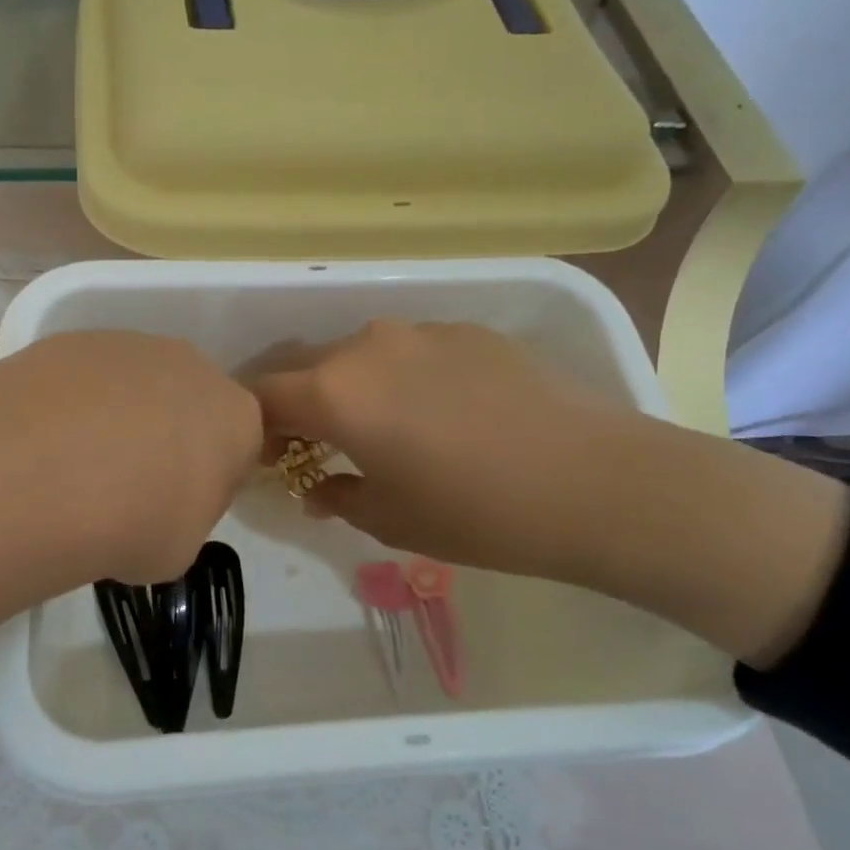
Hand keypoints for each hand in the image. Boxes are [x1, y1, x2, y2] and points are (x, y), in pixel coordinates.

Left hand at [0, 331, 261, 657]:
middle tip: (126, 484)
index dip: (209, 478)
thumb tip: (159, 505)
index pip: (239, 445)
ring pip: (137, 383)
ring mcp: (132, 344)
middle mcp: (193, 367)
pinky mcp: (75, 338)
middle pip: (189, 402)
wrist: (43, 473)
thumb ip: (185, 516)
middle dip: (166, 436)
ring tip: (74, 463)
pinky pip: (87, 376)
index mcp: (237, 418)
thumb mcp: (179, 548)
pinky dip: (74, 403)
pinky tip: (43, 439)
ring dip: (118, 415)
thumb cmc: (132, 523)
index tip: (176, 507)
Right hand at [251, 320, 618, 580]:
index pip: (263, 395)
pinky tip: (442, 414)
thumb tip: (317, 487)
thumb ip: (337, 496)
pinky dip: (402, 378)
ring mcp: (421, 331)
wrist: (593, 482)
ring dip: (352, 388)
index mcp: (337, 391)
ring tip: (383, 428)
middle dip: (299, 403)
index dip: (255, 427)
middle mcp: (368, 346)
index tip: (271, 457)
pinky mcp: (467, 331)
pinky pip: (411, 351)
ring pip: (360, 355)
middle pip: (306, 366)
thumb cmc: (475, 512)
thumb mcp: (389, 519)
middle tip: (316, 444)